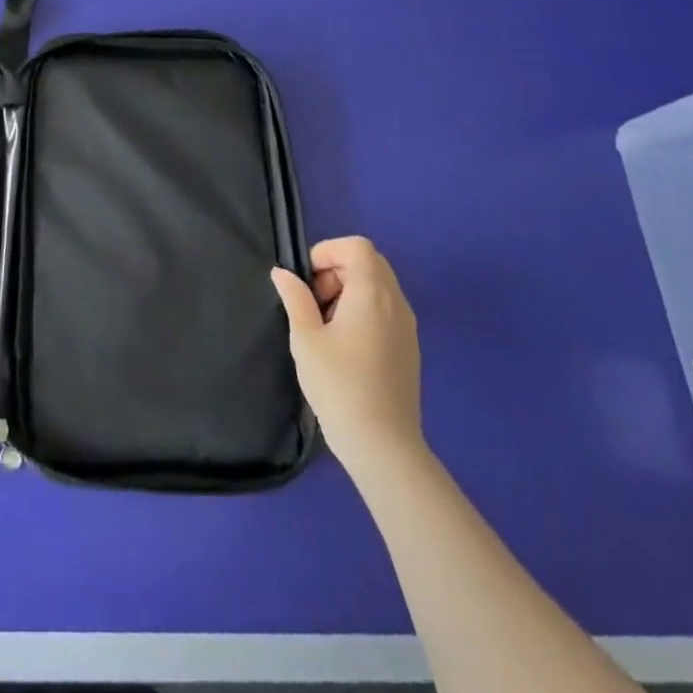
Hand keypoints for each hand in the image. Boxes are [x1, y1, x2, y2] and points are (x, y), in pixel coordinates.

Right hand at [271, 236, 424, 481]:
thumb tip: (283, 273)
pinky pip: (385, 309)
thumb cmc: (339, 385)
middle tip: (314, 302)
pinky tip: (344, 345)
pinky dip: (363, 311)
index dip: (327, 253)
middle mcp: (396, 303)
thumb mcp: (305, 338)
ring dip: (349, 291)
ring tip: (325, 326)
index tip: (307, 283)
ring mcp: (407, 327)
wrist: (382, 445)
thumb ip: (295, 298)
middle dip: (336, 271)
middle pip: (369, 262)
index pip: (356, 246)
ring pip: (378, 286)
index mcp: (372, 294)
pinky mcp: (409, 348)